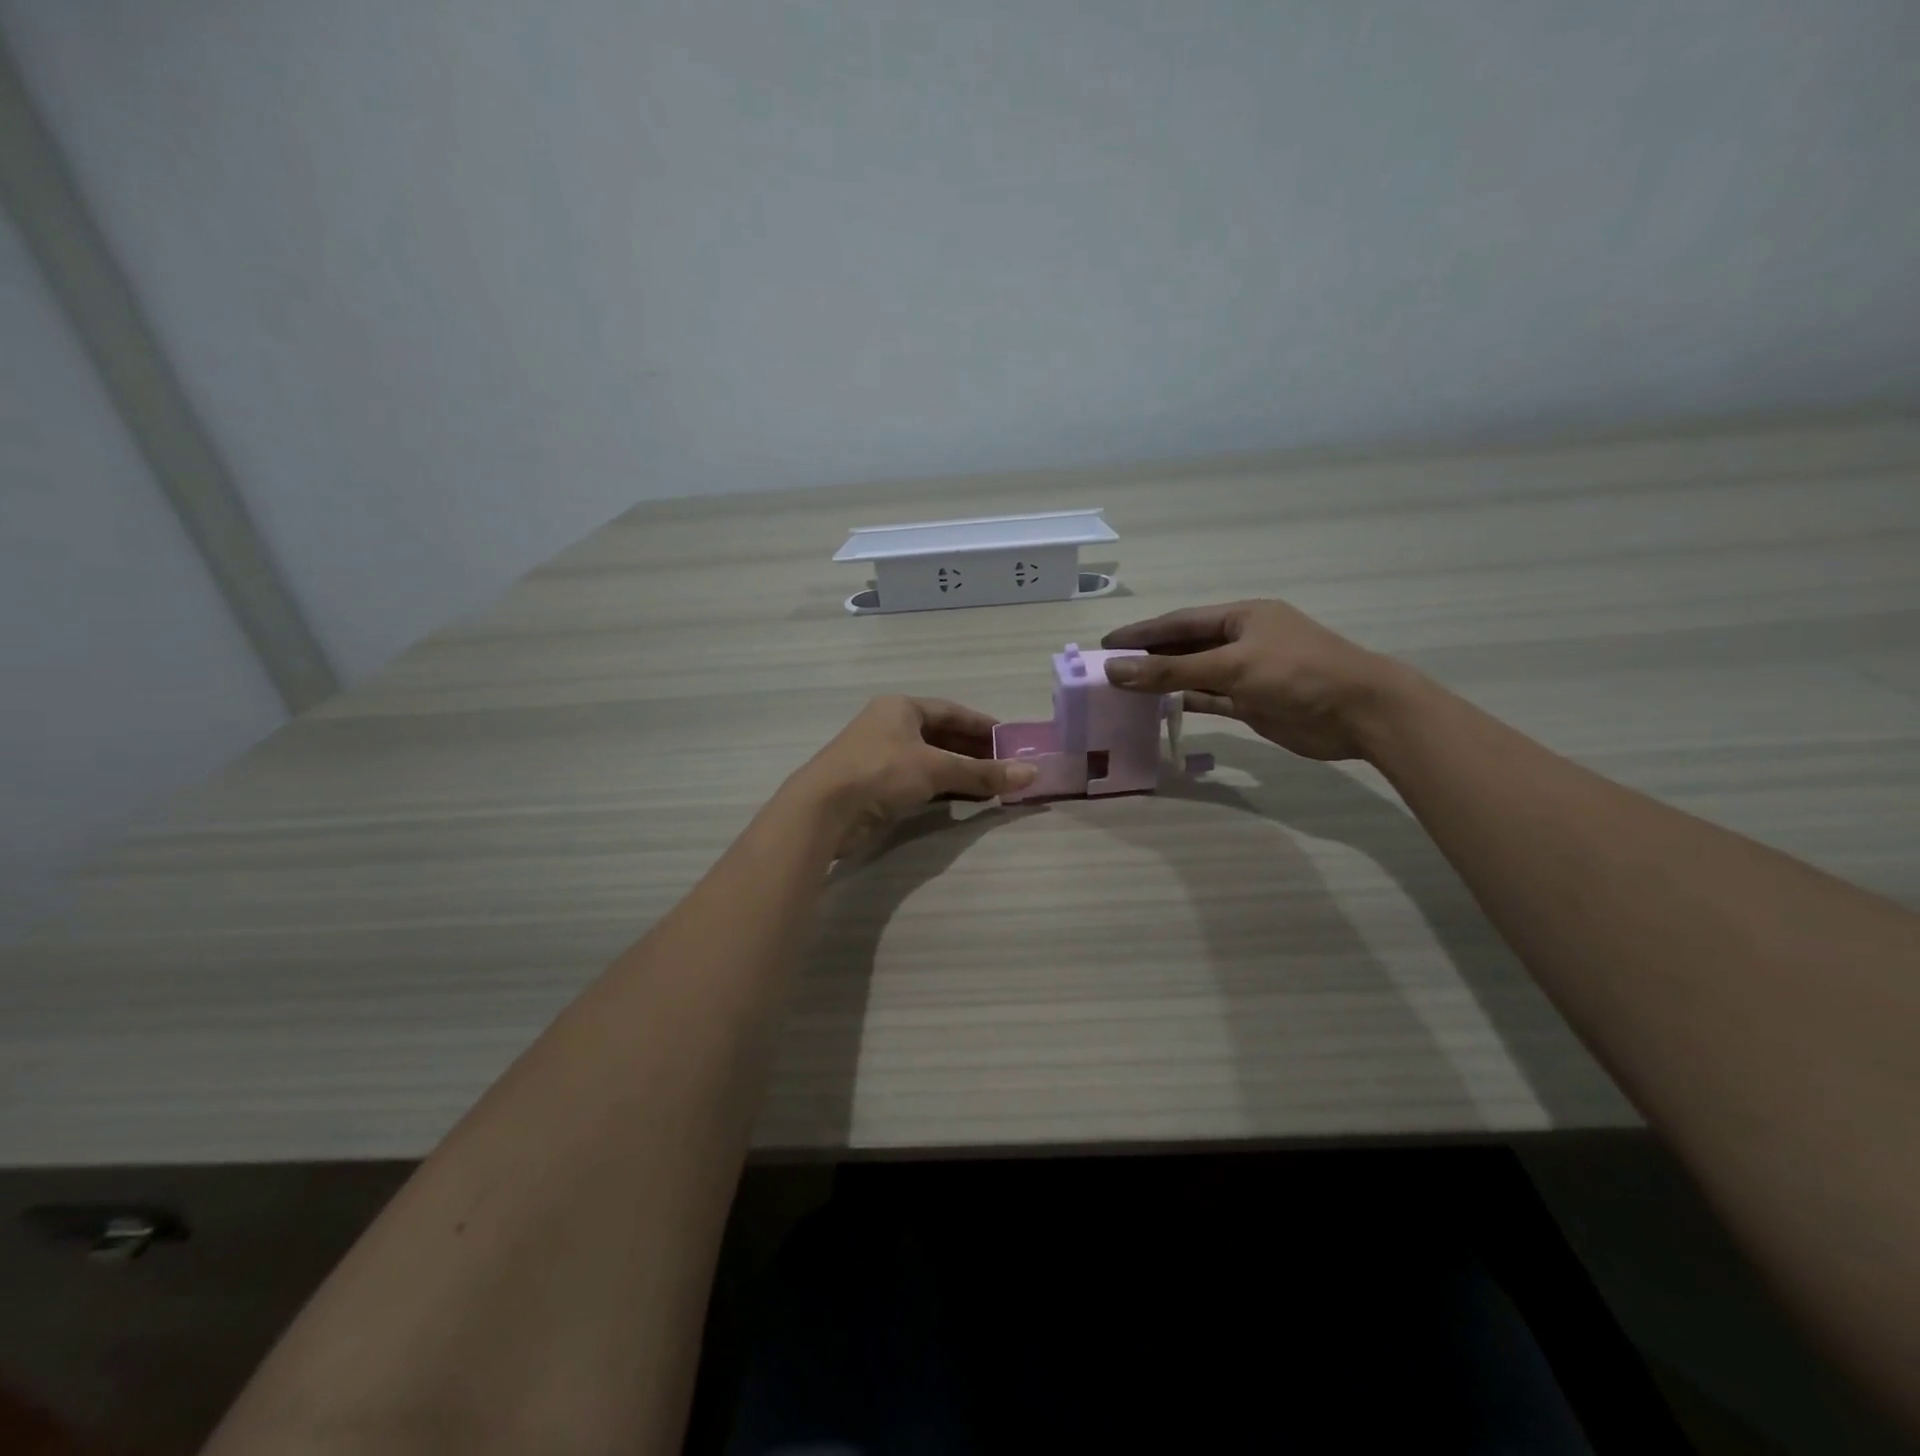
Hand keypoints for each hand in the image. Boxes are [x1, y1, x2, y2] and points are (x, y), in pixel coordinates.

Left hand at [782, 696, 1036, 857]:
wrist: (824, 809)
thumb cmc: (881, 772)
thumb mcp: (936, 768)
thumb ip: (982, 772)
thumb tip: (1031, 773)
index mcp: (901, 708)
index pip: (952, 711)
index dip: (983, 725)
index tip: (1011, 739)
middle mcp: (891, 726)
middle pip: (942, 735)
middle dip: (975, 751)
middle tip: (1007, 765)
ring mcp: (881, 756)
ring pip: (931, 760)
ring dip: (961, 772)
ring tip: (994, 784)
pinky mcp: (876, 785)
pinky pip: (919, 781)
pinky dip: (943, 788)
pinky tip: (965, 799)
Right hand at [1101, 600, 1410, 761]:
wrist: (1359, 713)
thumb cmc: (1297, 674)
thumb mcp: (1231, 667)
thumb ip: (1171, 671)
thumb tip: (1115, 671)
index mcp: (1241, 617)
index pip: (1180, 622)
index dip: (1142, 632)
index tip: (1106, 644)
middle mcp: (1242, 640)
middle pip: (1185, 647)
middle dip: (1149, 656)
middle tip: (1108, 670)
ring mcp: (1248, 673)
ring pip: (1195, 674)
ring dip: (1164, 681)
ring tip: (1124, 689)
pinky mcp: (1253, 702)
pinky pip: (1210, 698)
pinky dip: (1185, 702)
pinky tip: (1157, 708)